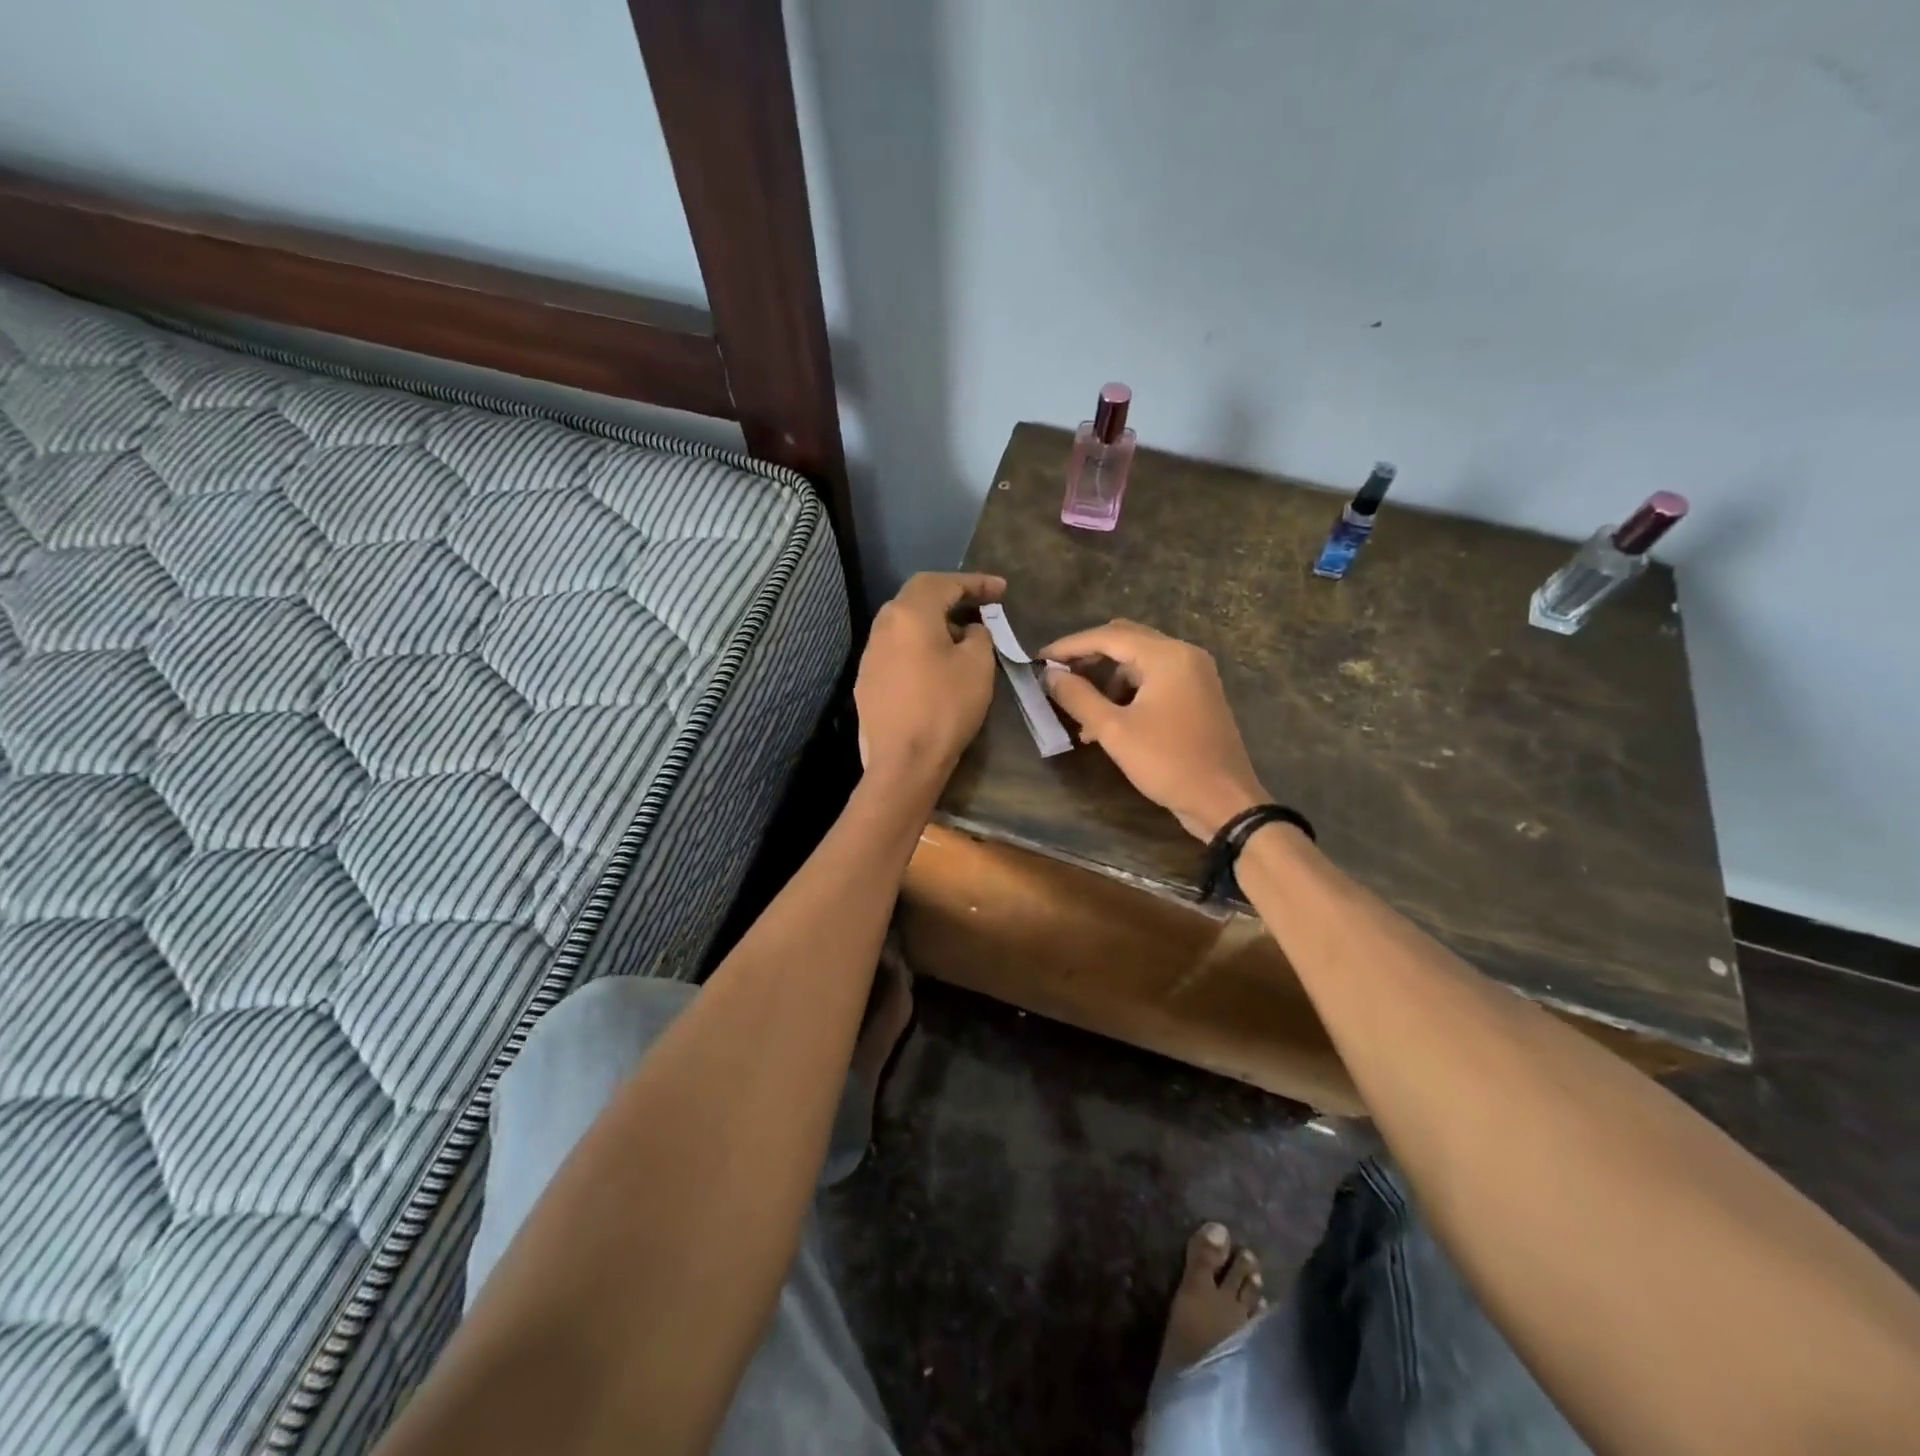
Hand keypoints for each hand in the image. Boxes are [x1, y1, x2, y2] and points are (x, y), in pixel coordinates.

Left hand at [854, 572, 1005, 785]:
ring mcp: (870, 653)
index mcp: (910, 613)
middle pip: (918, 597)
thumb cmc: (945, 707)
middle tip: (980, 606)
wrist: (903, 761)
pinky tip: (935, 663)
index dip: (975, 582)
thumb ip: (979, 635)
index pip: (944, 583)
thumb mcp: (978, 666)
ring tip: (961, 635)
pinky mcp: (867, 679)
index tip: (1001, 589)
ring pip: (905, 623)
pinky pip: (897, 648)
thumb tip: (970, 629)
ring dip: (934, 622)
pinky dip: (919, 645)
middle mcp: (883, 625)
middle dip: (951, 597)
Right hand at [1038, 620, 1267, 840]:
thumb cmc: (1167, 763)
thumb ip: (1078, 697)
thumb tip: (1049, 675)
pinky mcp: (1197, 695)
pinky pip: (1153, 680)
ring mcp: (1194, 675)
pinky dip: (1126, 692)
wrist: (1223, 801)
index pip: (1108, 636)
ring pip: (1138, 662)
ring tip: (1078, 710)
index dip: (1069, 647)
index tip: (1038, 660)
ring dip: (1106, 679)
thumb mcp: (1114, 731)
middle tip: (1055, 675)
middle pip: (1125, 640)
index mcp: (1167, 656)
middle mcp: (1184, 655)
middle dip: (1088, 657)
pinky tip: (1105, 722)